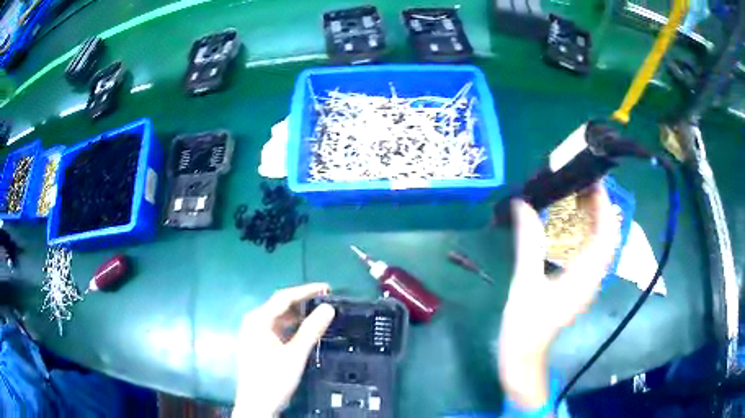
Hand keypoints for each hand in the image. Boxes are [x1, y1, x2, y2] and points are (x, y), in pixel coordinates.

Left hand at [233, 283, 335, 416]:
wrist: (257, 405)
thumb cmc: (273, 379)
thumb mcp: (295, 355)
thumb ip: (311, 330)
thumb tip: (329, 307)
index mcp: (258, 320)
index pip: (284, 297)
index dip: (307, 290)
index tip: (328, 288)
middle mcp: (255, 322)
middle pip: (281, 306)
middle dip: (304, 303)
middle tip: (328, 302)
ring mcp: (256, 334)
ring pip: (281, 318)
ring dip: (300, 316)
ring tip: (322, 315)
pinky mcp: (260, 344)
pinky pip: (279, 329)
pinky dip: (294, 328)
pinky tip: (308, 331)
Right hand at [498, 183, 615, 408]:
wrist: (523, 356)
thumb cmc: (526, 324)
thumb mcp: (525, 283)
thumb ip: (528, 243)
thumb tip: (522, 204)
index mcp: (586, 275)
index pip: (607, 233)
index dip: (605, 205)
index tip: (593, 180)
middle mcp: (593, 277)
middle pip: (606, 236)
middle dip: (599, 207)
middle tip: (581, 182)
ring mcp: (587, 282)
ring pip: (599, 244)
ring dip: (592, 219)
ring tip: (575, 197)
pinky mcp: (578, 286)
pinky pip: (588, 253)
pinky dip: (583, 234)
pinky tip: (567, 226)